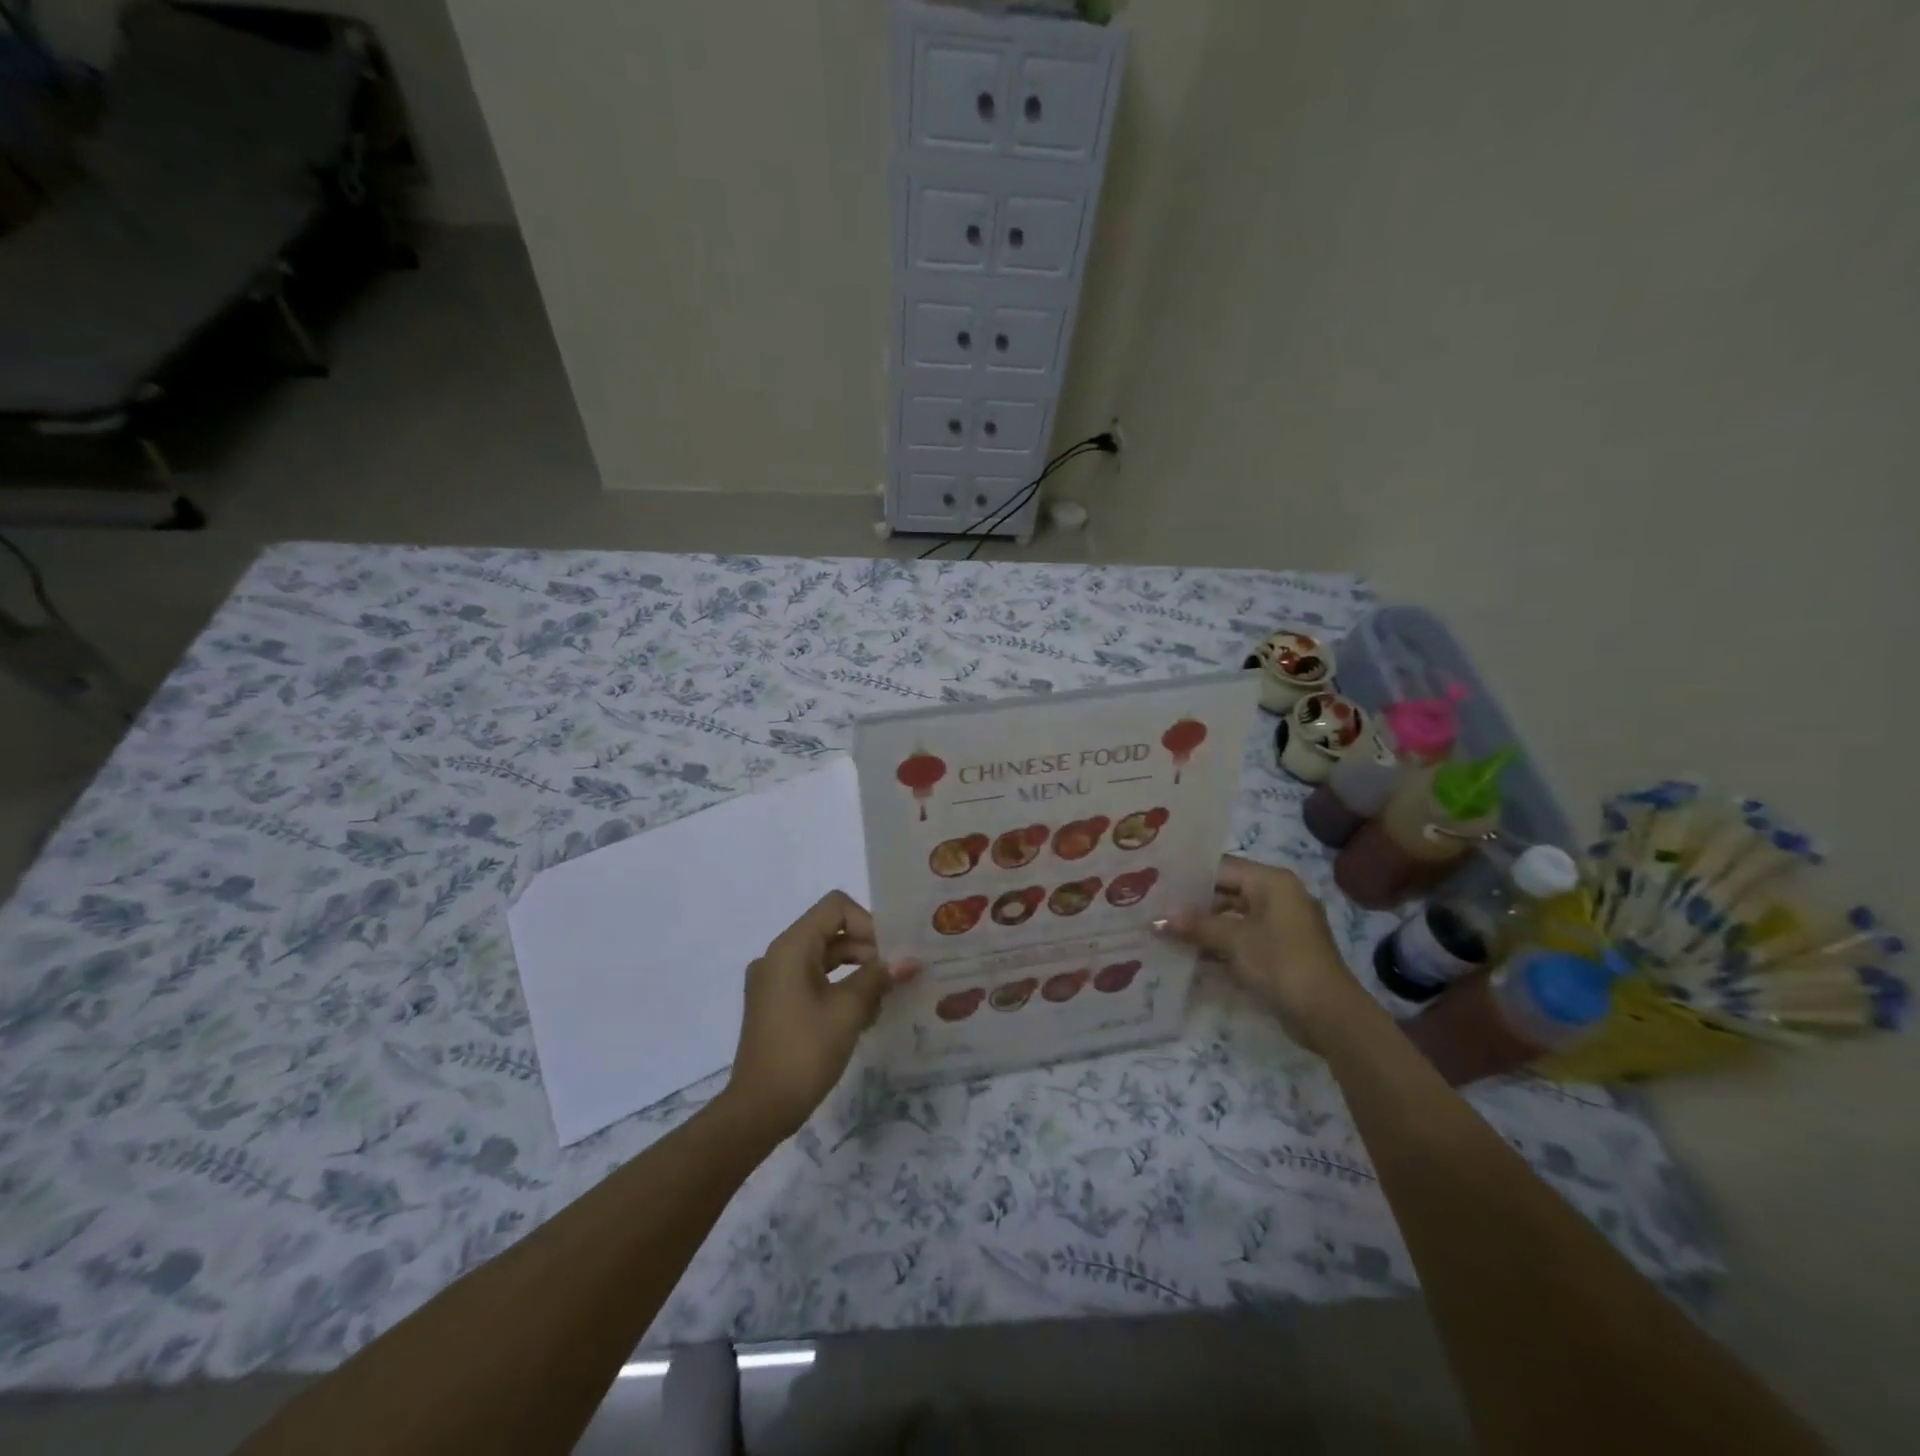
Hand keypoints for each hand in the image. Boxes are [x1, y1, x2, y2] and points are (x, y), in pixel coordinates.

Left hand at [722, 891, 917, 1139]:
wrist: (758, 1110)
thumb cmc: (804, 1051)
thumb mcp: (848, 1011)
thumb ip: (878, 978)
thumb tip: (909, 961)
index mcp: (790, 947)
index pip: (836, 907)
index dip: (868, 922)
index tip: (890, 953)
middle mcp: (778, 956)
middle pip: (831, 931)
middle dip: (867, 949)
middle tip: (896, 975)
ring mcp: (774, 981)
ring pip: (824, 957)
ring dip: (856, 970)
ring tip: (884, 998)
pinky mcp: (776, 1004)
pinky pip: (812, 980)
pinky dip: (839, 987)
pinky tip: (863, 1014)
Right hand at [1157, 856, 1372, 1053]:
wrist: (1329, 1015)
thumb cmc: (1281, 963)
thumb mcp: (1234, 940)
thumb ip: (1195, 926)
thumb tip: (1157, 920)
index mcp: (1272, 882)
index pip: (1221, 867)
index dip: (1188, 875)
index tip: (1156, 882)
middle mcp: (1278, 896)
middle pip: (1226, 891)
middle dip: (1192, 903)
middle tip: (1154, 906)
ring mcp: (1281, 925)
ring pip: (1233, 917)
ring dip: (1203, 926)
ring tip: (1163, 929)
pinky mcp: (1280, 951)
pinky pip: (1242, 938)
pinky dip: (1219, 944)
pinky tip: (1188, 952)